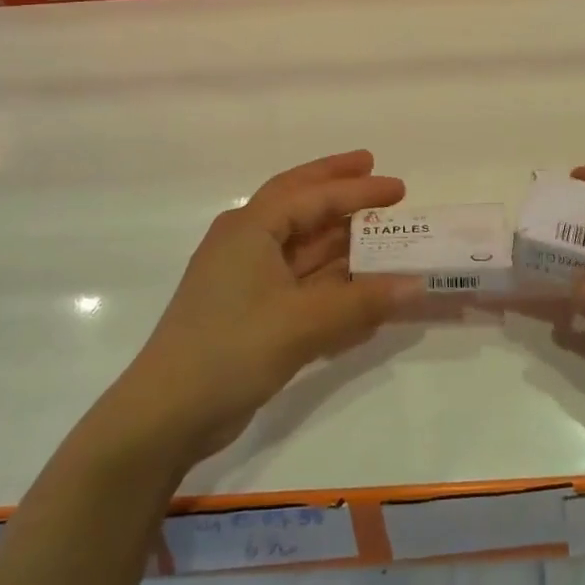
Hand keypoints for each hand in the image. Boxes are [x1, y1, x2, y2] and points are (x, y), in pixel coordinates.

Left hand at [113, 151, 415, 461]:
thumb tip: (417, 285)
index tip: (397, 187)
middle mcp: (246, 242)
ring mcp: (245, 277)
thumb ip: (362, 302)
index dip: (357, 189)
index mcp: (250, 228)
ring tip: (377, 228)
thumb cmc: (231, 349)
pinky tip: (356, 284)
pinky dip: (327, 278)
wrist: (167, 415)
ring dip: (337, 237)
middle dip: (336, 186)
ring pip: (299, 244)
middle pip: (298, 202)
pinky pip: (297, 281)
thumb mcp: (302, 323)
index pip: (312, 196)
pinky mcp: (248, 310)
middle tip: (372, 169)